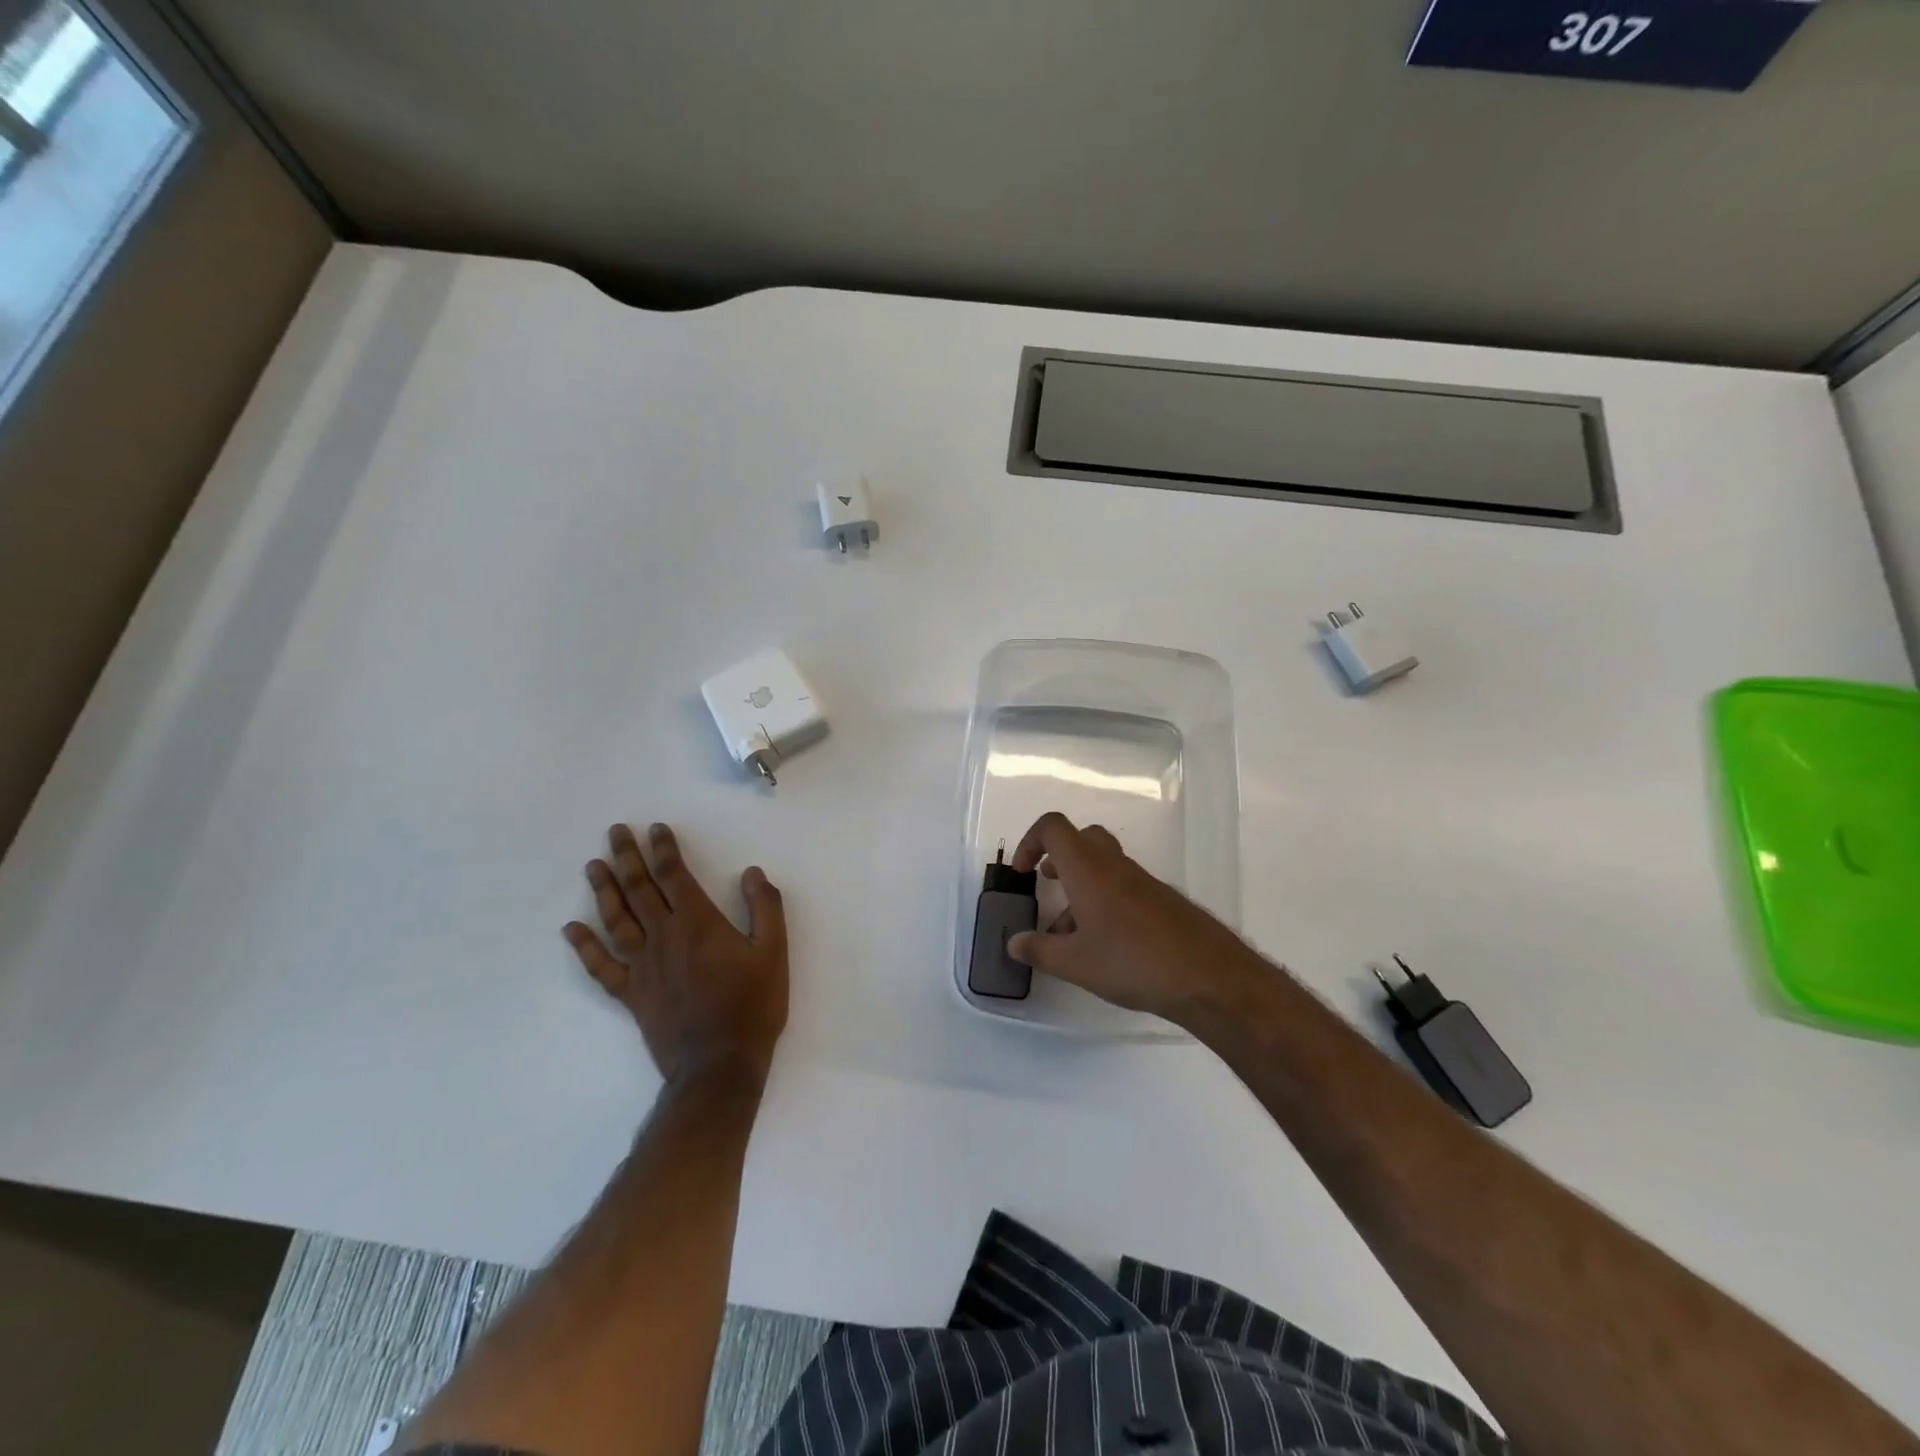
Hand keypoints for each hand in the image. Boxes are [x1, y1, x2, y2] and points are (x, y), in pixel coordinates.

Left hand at [564, 823, 787, 1089]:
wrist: (719, 1064)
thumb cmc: (753, 1005)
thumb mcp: (774, 952)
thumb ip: (765, 908)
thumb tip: (751, 872)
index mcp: (699, 923)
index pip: (674, 876)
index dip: (664, 850)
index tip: (655, 829)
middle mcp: (664, 937)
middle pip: (640, 890)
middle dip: (627, 858)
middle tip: (614, 832)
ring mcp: (643, 967)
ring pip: (616, 920)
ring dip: (604, 891)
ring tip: (593, 866)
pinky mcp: (631, 995)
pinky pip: (601, 967)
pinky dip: (585, 947)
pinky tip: (571, 930)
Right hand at [1006, 811, 1263, 1026]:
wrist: (1208, 976)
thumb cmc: (1132, 962)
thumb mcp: (1075, 963)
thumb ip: (1039, 950)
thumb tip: (1015, 942)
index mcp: (1088, 868)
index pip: (1053, 827)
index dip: (1030, 840)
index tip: (1023, 872)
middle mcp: (1115, 865)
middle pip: (1082, 838)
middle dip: (1059, 856)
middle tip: (1048, 885)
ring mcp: (1143, 882)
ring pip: (1104, 867)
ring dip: (1081, 887)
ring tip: (1071, 934)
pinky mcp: (1163, 901)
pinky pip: (1125, 888)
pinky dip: (1106, 903)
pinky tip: (1106, 947)